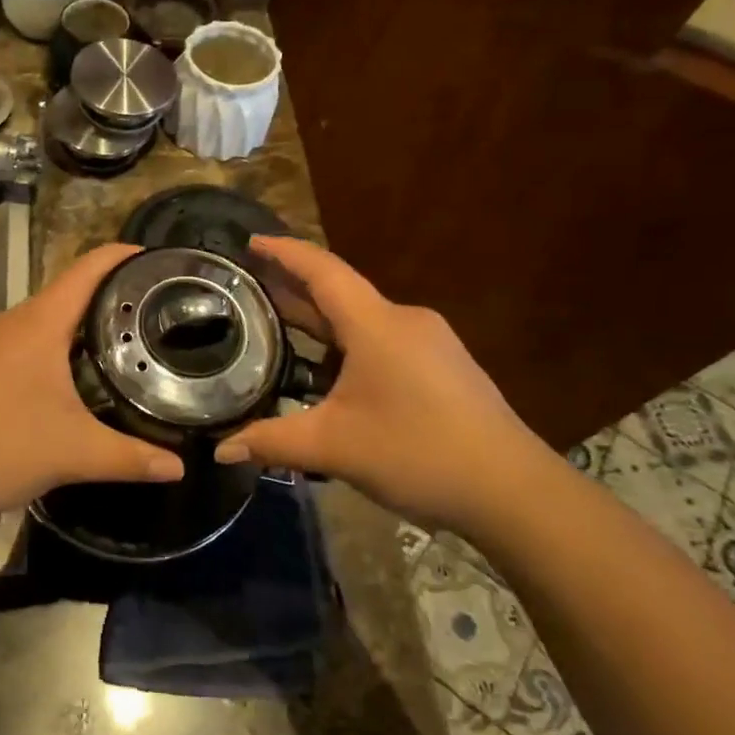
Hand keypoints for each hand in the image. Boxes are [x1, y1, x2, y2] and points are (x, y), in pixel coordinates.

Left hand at [0, 243, 184, 516]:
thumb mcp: (72, 453)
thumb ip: (129, 458)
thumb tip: (179, 467)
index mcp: (38, 324)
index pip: (88, 270)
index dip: (124, 256)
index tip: (159, 261)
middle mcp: (10, 322)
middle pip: (67, 295)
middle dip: (110, 300)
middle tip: (153, 319)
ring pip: (42, 324)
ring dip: (78, 330)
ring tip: (119, 350)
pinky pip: (21, 346)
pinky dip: (51, 353)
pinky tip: (65, 386)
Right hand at [213, 236, 550, 534]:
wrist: (513, 492)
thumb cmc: (417, 453)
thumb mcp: (334, 448)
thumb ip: (272, 442)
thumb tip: (222, 450)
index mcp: (376, 325)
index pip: (322, 271)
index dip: (284, 253)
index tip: (251, 243)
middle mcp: (404, 321)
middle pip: (339, 293)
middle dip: (293, 288)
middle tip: (249, 287)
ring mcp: (429, 343)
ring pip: (361, 321)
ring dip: (320, 321)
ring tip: (278, 327)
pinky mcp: (443, 367)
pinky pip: (382, 341)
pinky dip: (346, 344)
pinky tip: (327, 371)